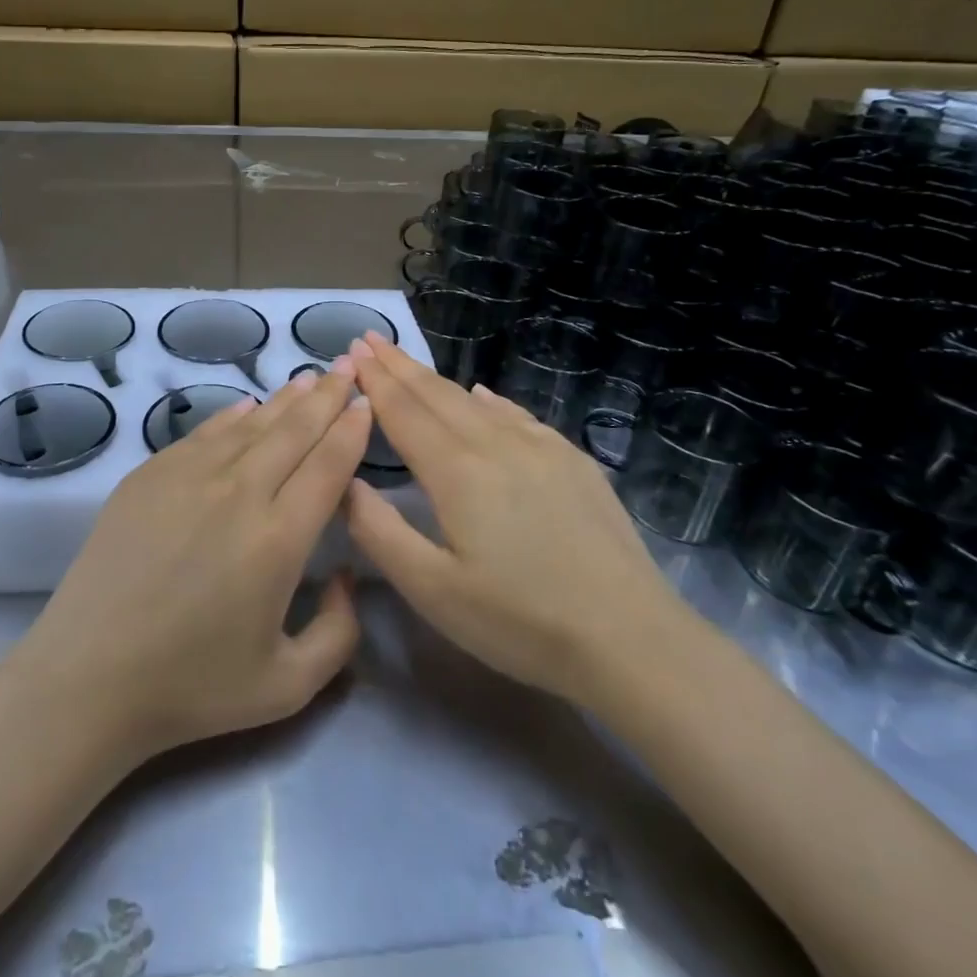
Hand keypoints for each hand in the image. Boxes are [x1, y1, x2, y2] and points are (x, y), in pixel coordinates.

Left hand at [14, 362, 369, 764]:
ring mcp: (189, 476)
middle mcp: (239, 493)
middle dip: (326, 396)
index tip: (366, 404)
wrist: (88, 677)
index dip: (351, 429)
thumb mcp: (288, 685)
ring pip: (251, 424)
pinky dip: (233, 416)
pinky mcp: (150, 475)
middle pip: (295, 430)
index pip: (329, 466)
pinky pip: (204, 432)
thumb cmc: (192, 687)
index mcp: (279, 538)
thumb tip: (347, 576)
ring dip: (285, 399)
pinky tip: (248, 407)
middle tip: (347, 368)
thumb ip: (339, 633)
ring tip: (308, 379)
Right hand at [344, 332, 682, 701]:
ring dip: (437, 379)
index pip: (403, 411)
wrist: (631, 637)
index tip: (352, 350)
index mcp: (456, 471)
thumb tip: (346, 481)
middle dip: (399, 365)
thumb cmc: (520, 622)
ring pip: (475, 400)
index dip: (374, 381)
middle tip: (370, 339)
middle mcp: (496, 443)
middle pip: (436, 394)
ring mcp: (541, 448)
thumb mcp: (433, 591)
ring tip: (410, 363)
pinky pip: (517, 415)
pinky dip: (488, 399)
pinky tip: (482, 394)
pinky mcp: (572, 461)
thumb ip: (380, 531)